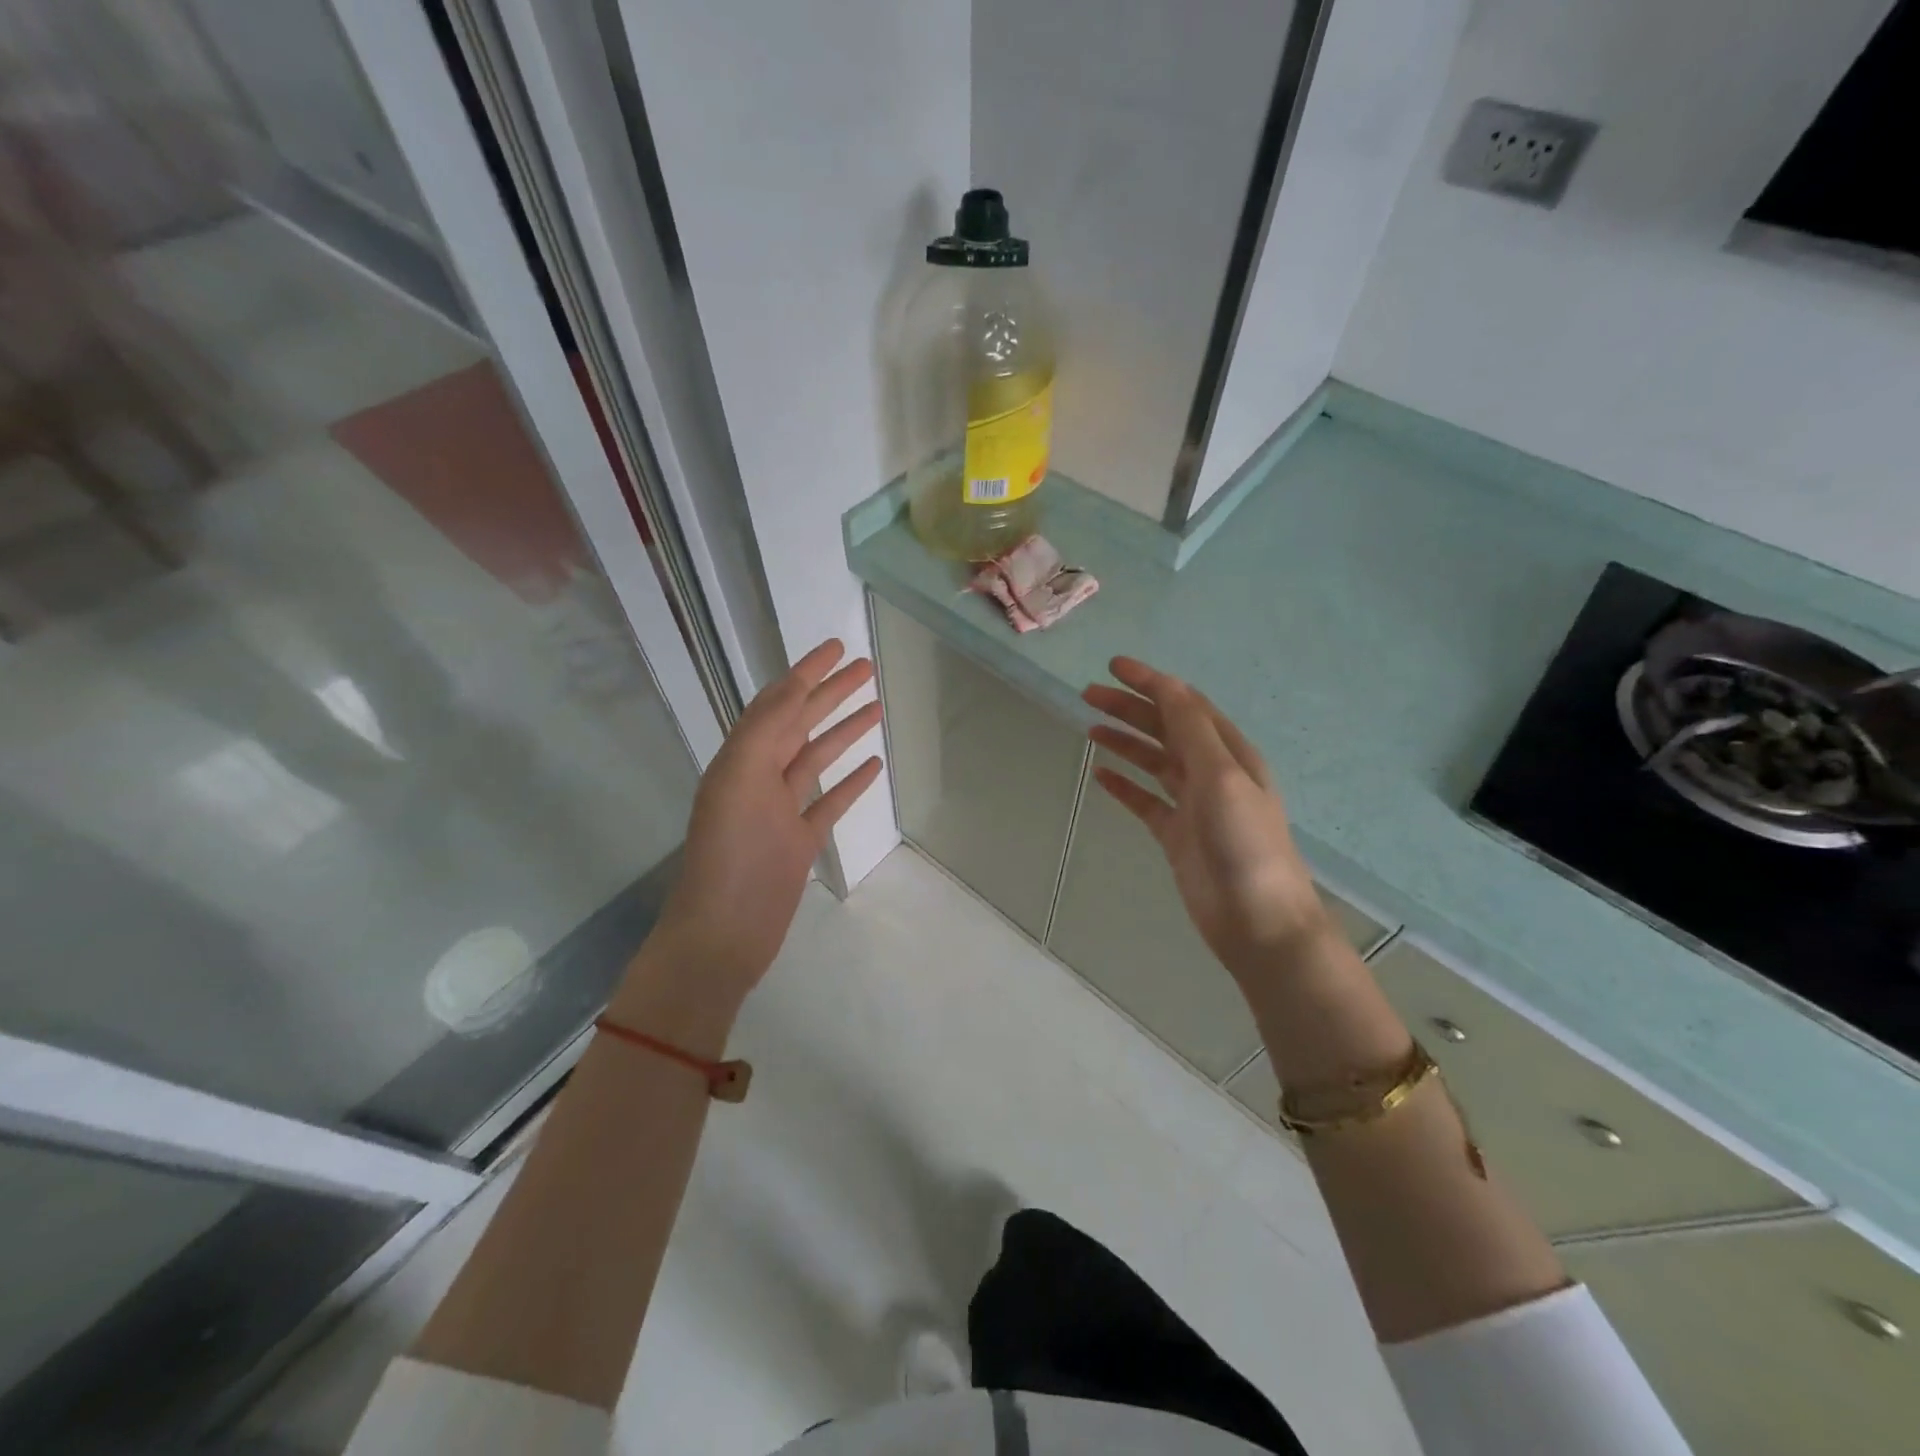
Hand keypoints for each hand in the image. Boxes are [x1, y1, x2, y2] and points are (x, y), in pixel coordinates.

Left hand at [617, 640, 883, 1024]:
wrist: (723, 935)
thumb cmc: (729, 855)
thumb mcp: (739, 780)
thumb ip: (765, 729)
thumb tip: (795, 685)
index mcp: (740, 759)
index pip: (777, 703)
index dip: (805, 672)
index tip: (836, 647)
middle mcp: (758, 778)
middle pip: (800, 725)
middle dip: (831, 694)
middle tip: (866, 668)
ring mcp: (781, 811)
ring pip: (817, 759)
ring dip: (845, 731)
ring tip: (877, 707)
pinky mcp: (799, 842)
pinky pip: (829, 802)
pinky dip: (851, 782)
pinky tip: (874, 766)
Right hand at [1083, 657, 1329, 985]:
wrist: (1257, 920)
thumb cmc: (1244, 843)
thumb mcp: (1221, 776)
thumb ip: (1191, 730)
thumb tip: (1166, 686)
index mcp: (1229, 752)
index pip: (1185, 704)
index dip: (1151, 682)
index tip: (1113, 666)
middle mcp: (1211, 772)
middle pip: (1165, 728)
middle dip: (1129, 708)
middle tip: (1087, 694)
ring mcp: (1193, 805)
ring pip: (1153, 761)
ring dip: (1124, 741)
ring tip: (1090, 726)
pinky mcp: (1177, 835)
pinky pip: (1145, 800)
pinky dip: (1124, 785)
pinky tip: (1100, 775)